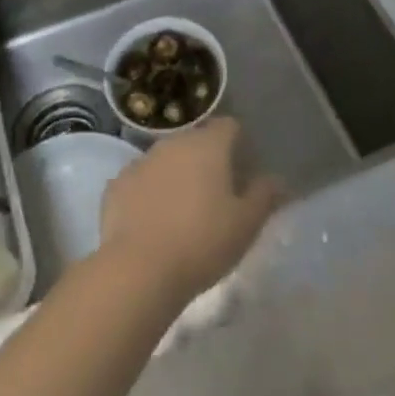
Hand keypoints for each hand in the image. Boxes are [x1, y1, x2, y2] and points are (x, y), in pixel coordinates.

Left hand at [98, 117, 284, 306]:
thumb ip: (264, 196)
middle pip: (196, 141)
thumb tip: (278, 179)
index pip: (229, 126)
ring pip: (166, 159)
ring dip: (176, 175)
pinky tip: (152, 222)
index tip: (242, 171)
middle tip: (215, 196)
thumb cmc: (202, 242)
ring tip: (182, 211)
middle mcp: (174, 142)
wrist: (139, 269)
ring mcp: (142, 160)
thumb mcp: (245, 225)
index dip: (238, 144)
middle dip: (206, 161)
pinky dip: (148, 193)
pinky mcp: (117, 183)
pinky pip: (140, 181)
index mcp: (208, 145)